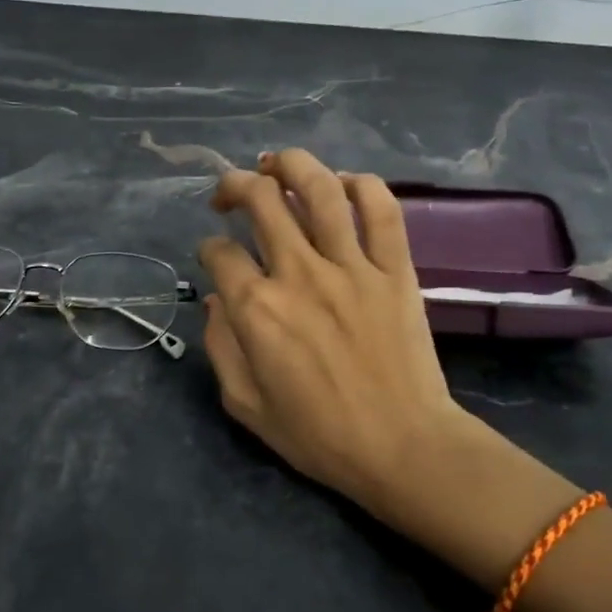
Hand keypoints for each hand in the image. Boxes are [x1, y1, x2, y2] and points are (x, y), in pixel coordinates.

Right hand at [197, 151, 478, 520]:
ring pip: (318, 189)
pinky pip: (382, 210)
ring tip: (276, 164)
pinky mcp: (395, 270)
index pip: (220, 253)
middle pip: (261, 200)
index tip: (214, 257)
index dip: (209, 249)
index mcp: (257, 309)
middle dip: (235, 186)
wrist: (403, 447)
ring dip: (291, 165)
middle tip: (229, 195)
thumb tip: (217, 301)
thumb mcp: (245, 404)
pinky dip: (361, 185)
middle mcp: (299, 274)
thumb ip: (220, 348)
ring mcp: (352, 267)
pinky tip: (343, 185)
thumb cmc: (318, 435)